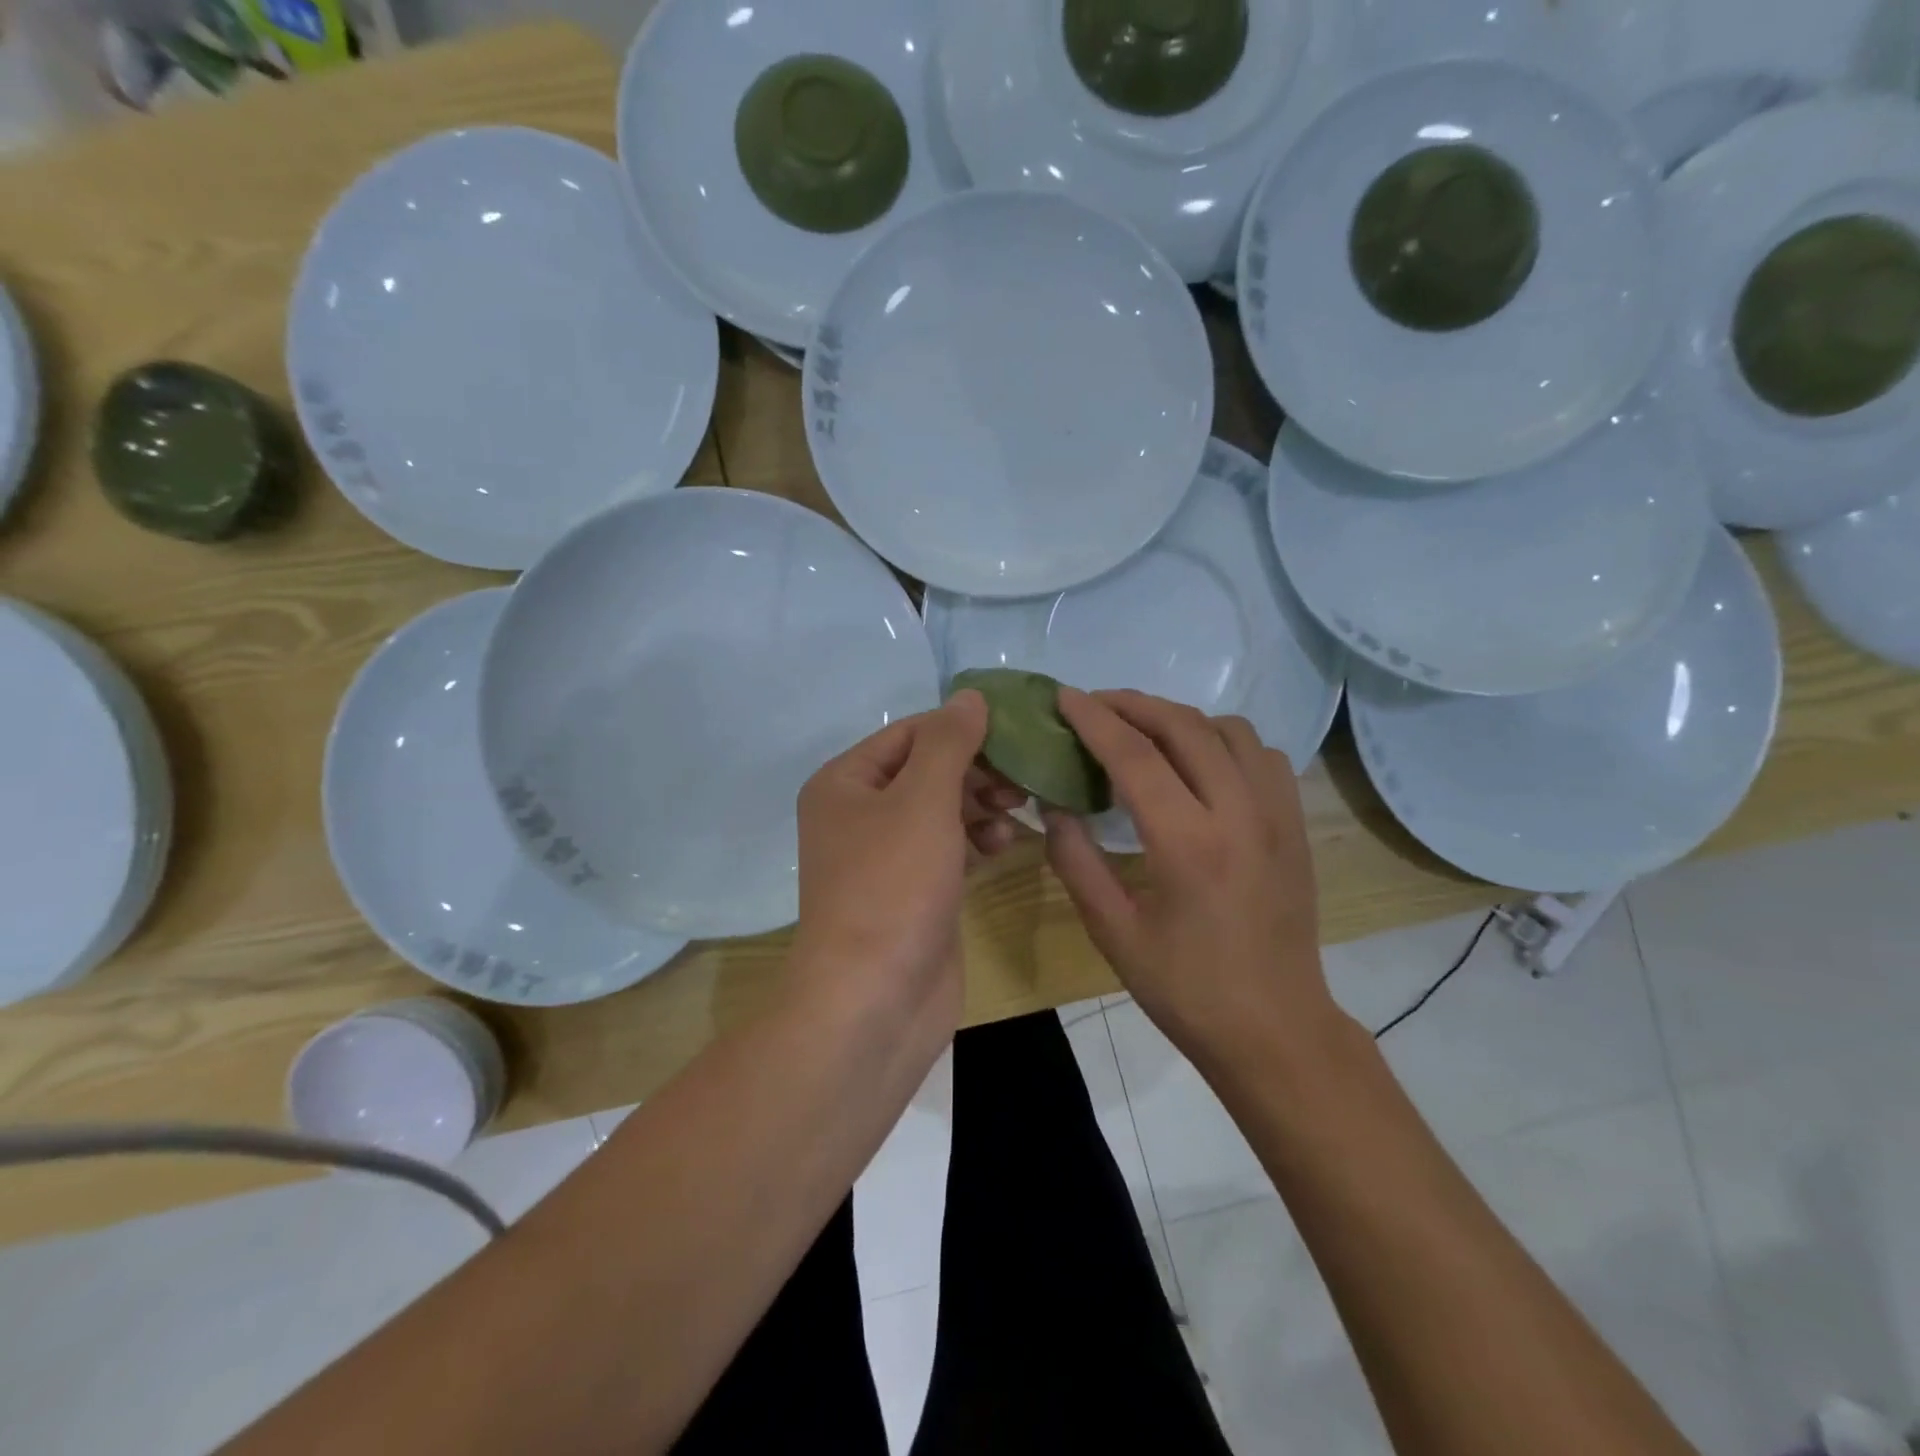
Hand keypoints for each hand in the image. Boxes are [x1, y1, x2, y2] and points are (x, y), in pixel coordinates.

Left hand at [790, 690, 1023, 1038]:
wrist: (874, 1001)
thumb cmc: (892, 886)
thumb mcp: (922, 800)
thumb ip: (949, 743)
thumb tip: (970, 696)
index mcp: (844, 783)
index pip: (910, 733)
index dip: (961, 729)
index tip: (1016, 733)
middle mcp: (858, 814)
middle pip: (927, 771)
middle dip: (976, 771)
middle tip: (1021, 781)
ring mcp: (885, 856)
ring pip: (942, 810)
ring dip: (980, 806)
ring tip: (1016, 812)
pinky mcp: (913, 891)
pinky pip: (948, 848)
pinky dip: (975, 841)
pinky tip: (1004, 846)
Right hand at [1044, 689, 1346, 1068]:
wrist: (1276, 1029)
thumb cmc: (1186, 989)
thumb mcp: (1113, 933)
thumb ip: (1075, 861)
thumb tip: (1053, 805)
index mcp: (1189, 844)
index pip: (1135, 756)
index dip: (1094, 719)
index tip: (1064, 697)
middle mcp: (1240, 814)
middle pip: (1184, 726)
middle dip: (1133, 704)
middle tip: (1094, 704)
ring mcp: (1277, 815)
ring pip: (1230, 729)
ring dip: (1180, 717)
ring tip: (1143, 730)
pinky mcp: (1296, 825)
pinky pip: (1261, 754)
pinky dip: (1222, 740)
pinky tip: (1198, 762)